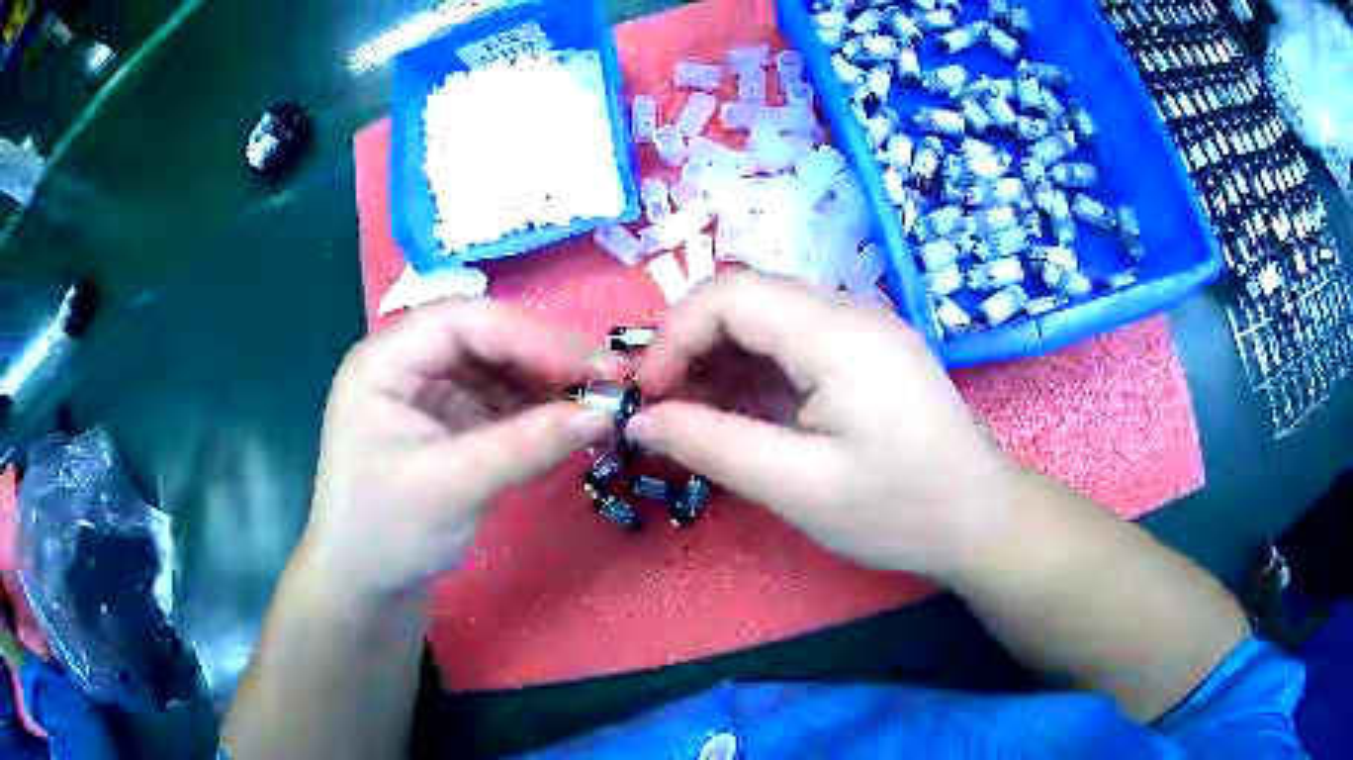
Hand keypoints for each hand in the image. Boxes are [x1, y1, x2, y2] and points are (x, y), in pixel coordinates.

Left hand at [298, 299, 620, 605]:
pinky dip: (540, 411)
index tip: (594, 367)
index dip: (532, 337)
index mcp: (386, 361)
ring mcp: (433, 392)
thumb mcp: (452, 487)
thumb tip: (606, 412)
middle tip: (613, 383)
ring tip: (602, 404)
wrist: (367, 587)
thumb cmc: (386, 534)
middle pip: (488, 337)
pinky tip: (573, 424)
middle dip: (547, 358)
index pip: (464, 321)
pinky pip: (504, 401)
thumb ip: (526, 445)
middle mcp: (410, 363)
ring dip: (550, 384)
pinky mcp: (454, 421)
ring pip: (503, 367)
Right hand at [627, 272, 1017, 577]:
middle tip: (665, 407)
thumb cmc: (898, 511)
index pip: (730, 294)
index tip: (648, 396)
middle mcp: (851, 312)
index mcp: (839, 336)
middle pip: (746, 296)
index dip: (674, 335)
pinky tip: (742, 410)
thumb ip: (712, 446)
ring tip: (696, 414)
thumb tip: (639, 420)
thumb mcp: (798, 488)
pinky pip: (794, 338)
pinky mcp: (868, 349)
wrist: (980, 518)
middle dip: (691, 344)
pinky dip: (754, 367)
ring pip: (767, 315)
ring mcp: (864, 327)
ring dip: (720, 356)